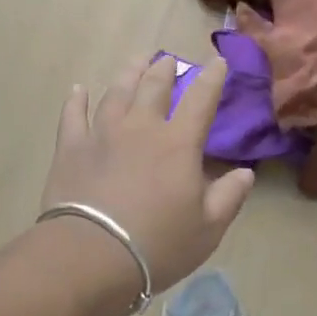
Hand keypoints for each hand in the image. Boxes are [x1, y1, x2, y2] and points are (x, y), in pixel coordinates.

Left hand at [41, 54, 254, 295]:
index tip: (218, 61)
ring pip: (117, 92)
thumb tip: (246, 172)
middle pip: (154, 86)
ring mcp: (102, 133)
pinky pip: (73, 115)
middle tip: (168, 60)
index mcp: (178, 143)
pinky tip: (79, 90)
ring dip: (129, 73)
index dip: (212, 77)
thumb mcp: (207, 229)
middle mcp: (141, 127)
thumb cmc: (157, 245)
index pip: (201, 99)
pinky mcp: (71, 148)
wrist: (89, 256)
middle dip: (165, 69)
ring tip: (136, 61)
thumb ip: (229, 197)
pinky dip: (76, 100)